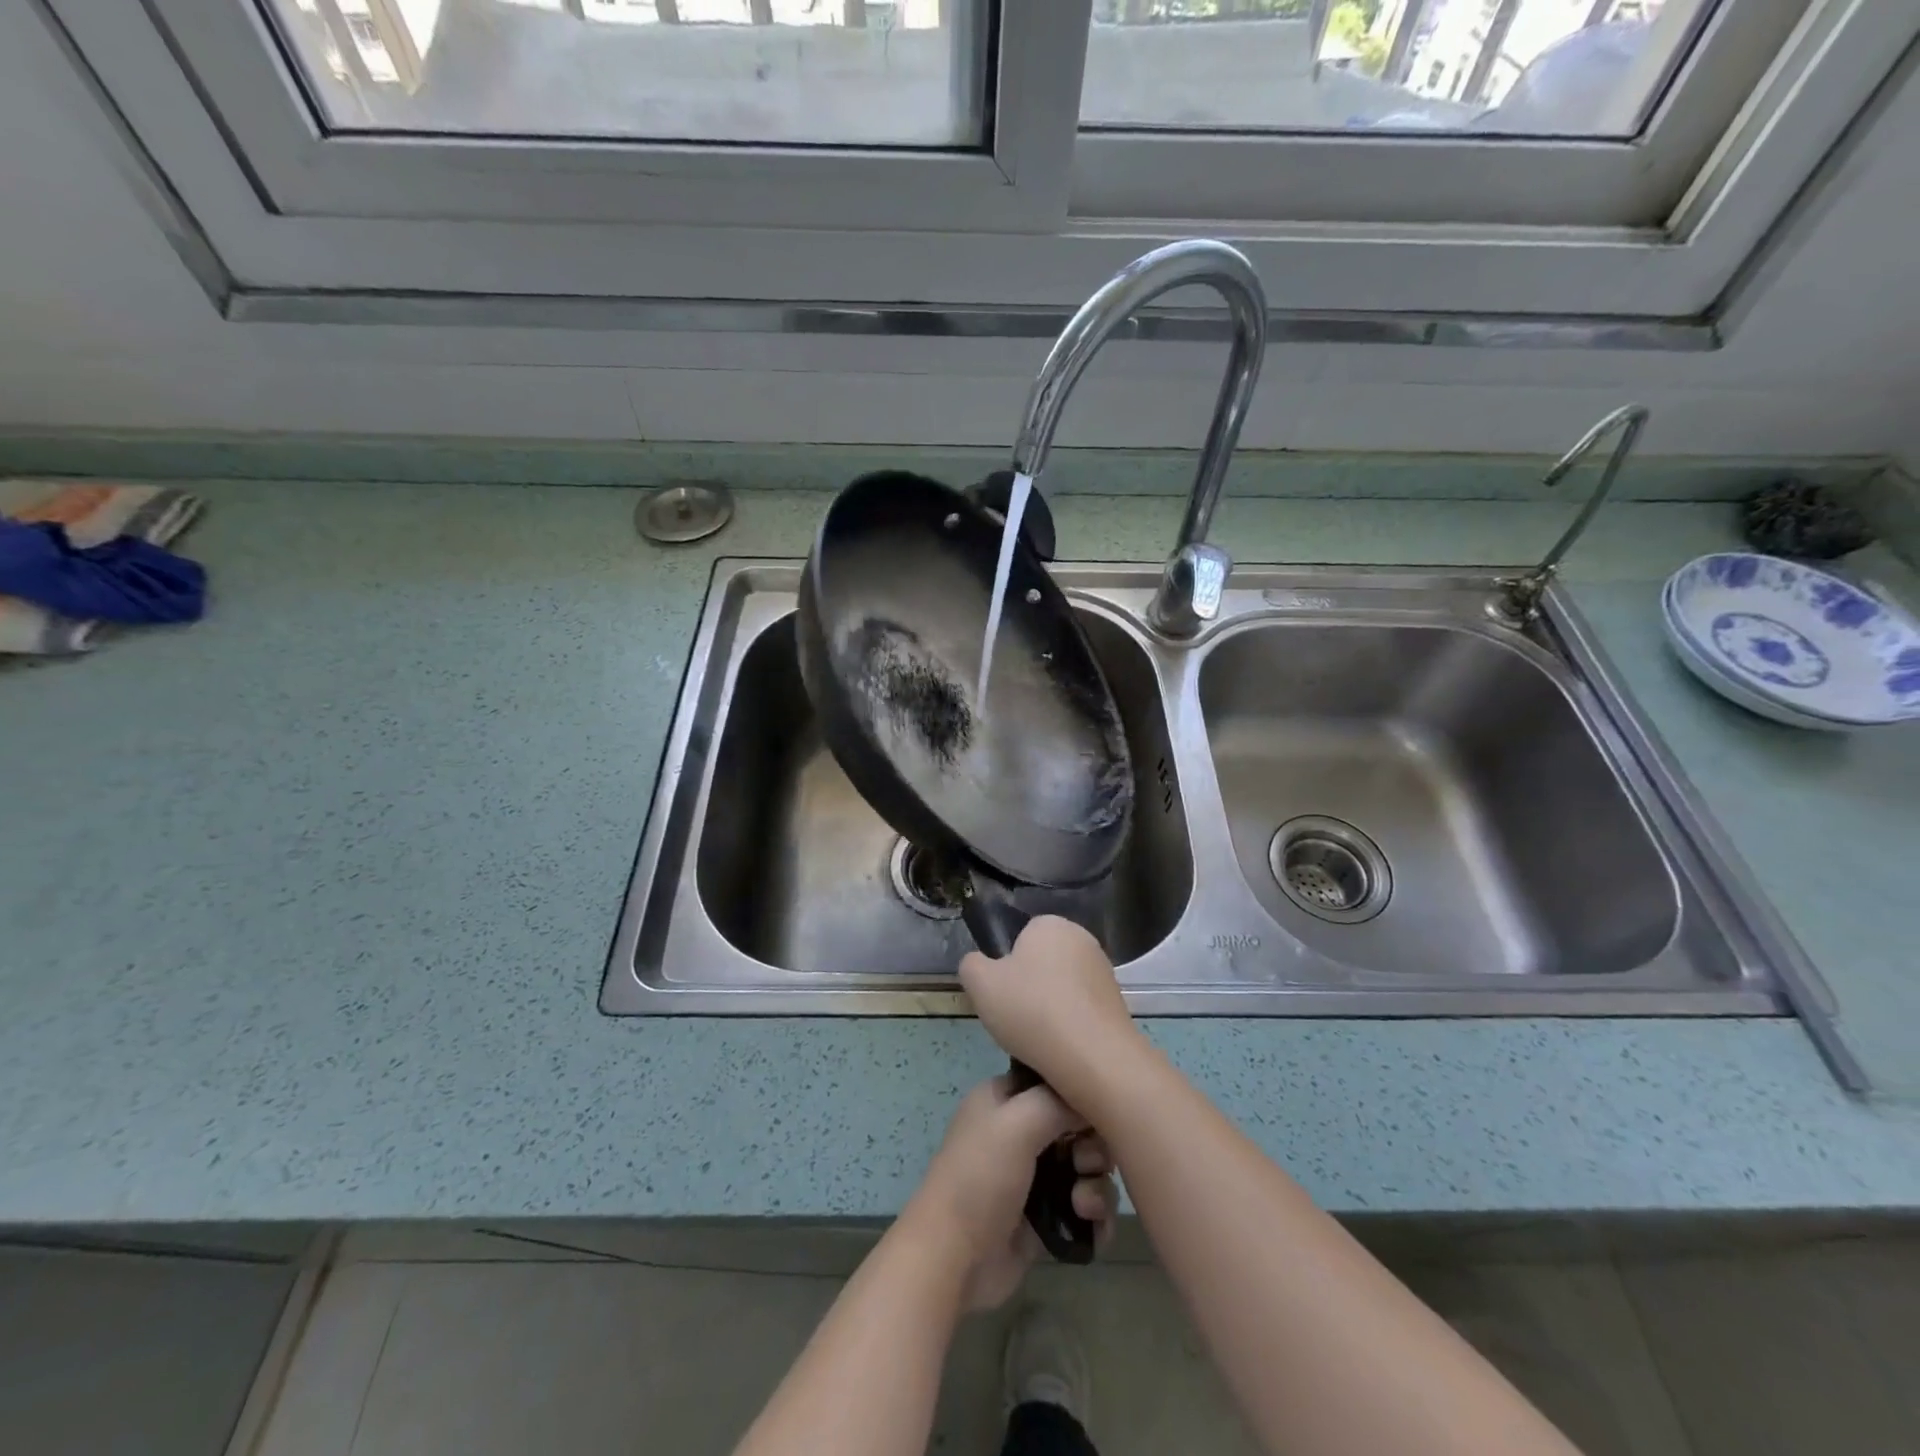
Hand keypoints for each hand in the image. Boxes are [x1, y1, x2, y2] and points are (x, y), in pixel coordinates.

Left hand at [905, 1074, 1117, 1311]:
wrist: (953, 1260)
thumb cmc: (979, 1179)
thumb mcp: (1015, 1124)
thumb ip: (1056, 1102)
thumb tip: (1091, 1100)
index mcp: (1004, 1100)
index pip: (1052, 1082)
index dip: (1078, 1095)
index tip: (1097, 1112)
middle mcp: (1019, 1132)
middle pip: (1076, 1127)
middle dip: (1092, 1148)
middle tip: (1084, 1165)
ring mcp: (1033, 1177)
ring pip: (1085, 1170)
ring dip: (1096, 1188)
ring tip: (1083, 1207)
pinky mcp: (1044, 1219)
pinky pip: (1084, 1209)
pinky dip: (1096, 1219)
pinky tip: (1093, 1230)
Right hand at [959, 916, 1141, 1101]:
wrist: (1093, 1057)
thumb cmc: (1031, 1010)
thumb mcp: (980, 984)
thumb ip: (971, 965)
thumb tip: (980, 964)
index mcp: (1050, 924)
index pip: (1021, 938)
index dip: (1007, 967)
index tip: (1003, 995)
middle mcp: (1082, 938)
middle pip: (1042, 962)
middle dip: (1029, 987)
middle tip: (1017, 1019)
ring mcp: (1104, 970)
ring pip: (1062, 987)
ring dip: (1050, 1007)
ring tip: (1040, 1040)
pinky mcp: (1118, 1002)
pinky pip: (1082, 1009)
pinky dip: (1071, 1024)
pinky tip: (1063, 1048)